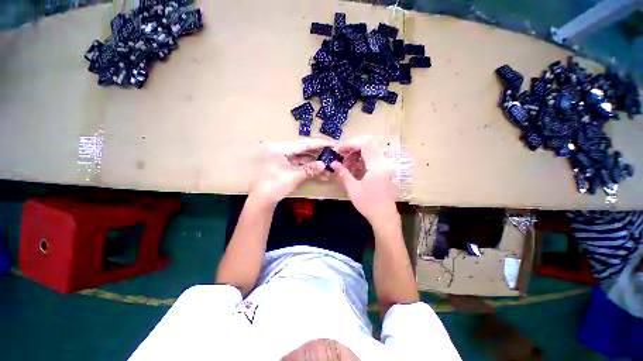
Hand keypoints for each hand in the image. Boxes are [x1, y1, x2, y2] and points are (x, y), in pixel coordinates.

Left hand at [251, 139, 332, 205]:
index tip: (331, 144)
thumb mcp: (293, 177)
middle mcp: (280, 150)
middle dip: (317, 153)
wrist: (262, 201)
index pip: (302, 144)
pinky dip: (307, 167)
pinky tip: (318, 169)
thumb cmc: (274, 186)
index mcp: (279, 149)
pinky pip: (298, 164)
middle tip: (331, 153)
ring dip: (313, 161)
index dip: (318, 144)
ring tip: (327, 162)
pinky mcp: (283, 166)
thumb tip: (324, 165)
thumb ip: (309, 169)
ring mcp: (282, 158)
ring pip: (301, 157)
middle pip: (302, 149)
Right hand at [331, 137, 398, 224]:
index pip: (365, 144)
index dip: (351, 144)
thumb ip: (343, 174)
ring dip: (359, 152)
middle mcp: (385, 163)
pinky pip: (374, 157)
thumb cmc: (368, 204)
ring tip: (347, 162)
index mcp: (377, 166)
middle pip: (370, 144)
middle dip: (354, 146)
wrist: (384, 216)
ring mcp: (387, 166)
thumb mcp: (353, 189)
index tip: (339, 150)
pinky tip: (355, 167)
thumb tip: (333, 163)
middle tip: (343, 154)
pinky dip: (363, 158)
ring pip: (373, 150)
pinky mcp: (386, 170)